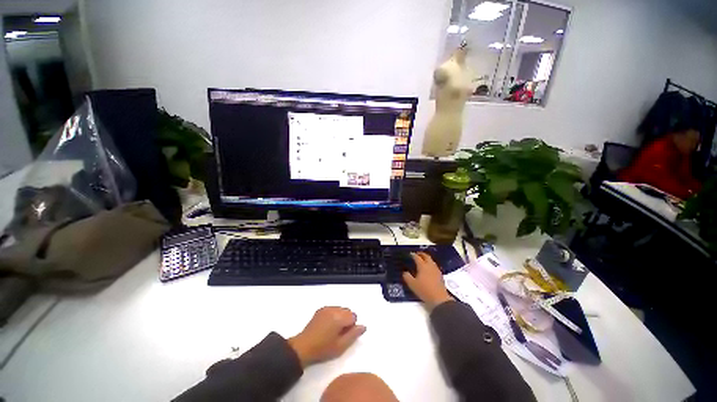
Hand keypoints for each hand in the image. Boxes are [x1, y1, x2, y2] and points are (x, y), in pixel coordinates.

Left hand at [288, 307, 365, 367]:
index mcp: (339, 317)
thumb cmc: (323, 349)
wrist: (303, 347)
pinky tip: (327, 326)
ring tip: (332, 330)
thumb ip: (354, 335)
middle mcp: (334, 309)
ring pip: (340, 309)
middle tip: (339, 334)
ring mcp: (326, 308)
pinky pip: (333, 309)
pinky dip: (334, 315)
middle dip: (347, 320)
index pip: (353, 316)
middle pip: (347, 311)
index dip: (351, 327)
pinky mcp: (321, 310)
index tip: (344, 336)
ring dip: (340, 317)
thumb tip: (363, 326)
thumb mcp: (341, 346)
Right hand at [402, 252, 453, 310]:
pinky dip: (430, 264)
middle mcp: (430, 266)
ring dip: (426, 258)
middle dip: (421, 254)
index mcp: (422, 266)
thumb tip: (405, 272)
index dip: (413, 255)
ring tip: (422, 260)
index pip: (417, 257)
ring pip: (431, 260)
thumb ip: (407, 277)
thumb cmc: (424, 290)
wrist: (439, 299)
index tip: (410, 254)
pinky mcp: (440, 275)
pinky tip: (428, 268)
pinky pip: (434, 265)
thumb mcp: (412, 284)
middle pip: (426, 256)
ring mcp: (436, 270)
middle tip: (417, 254)